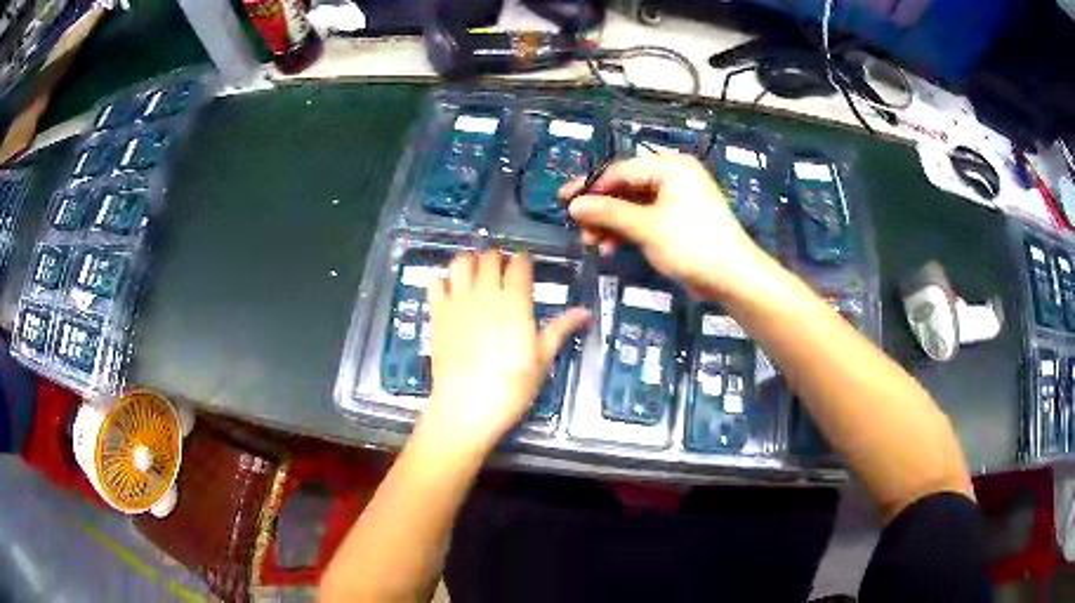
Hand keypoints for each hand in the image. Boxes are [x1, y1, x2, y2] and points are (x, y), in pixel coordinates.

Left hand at [415, 250, 589, 455]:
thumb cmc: (512, 386)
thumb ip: (560, 329)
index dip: (523, 262)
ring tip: (475, 274)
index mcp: (515, 301)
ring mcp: (458, 301)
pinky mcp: (437, 313)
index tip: (524, 268)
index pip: (519, 264)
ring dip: (470, 262)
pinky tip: (451, 292)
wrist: (467, 405)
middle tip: (501, 272)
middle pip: (490, 257)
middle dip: (497, 259)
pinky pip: (436, 283)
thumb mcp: (542, 359)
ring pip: (462, 262)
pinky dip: (444, 281)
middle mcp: (485, 292)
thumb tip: (585, 312)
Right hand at [560, 155, 776, 300]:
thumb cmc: (692, 245)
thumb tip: (573, 205)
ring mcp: (677, 200)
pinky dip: (627, 232)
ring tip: (591, 242)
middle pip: (626, 187)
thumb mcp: (646, 227)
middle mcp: (673, 177)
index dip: (590, 186)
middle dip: (601, 209)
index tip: (564, 201)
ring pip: (633, 205)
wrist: (733, 277)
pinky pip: (645, 219)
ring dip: (611, 223)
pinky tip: (611, 248)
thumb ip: (608, 213)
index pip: (621, 170)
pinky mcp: (678, 221)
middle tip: (577, 226)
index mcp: (670, 167)